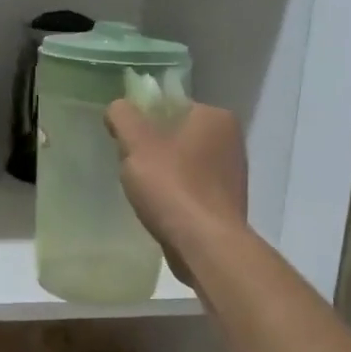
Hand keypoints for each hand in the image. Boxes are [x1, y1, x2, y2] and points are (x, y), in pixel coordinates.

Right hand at [104, 100, 247, 285]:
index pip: (171, 106)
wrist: (205, 246)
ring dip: (163, 173)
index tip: (125, 141)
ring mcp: (232, 174)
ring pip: (184, 163)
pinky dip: (175, 194)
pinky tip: (160, 208)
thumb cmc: (172, 186)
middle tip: (130, 166)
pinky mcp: (227, 203)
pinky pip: (192, 189)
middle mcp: (231, 141)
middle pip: (177, 135)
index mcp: (216, 118)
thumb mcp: (137, 144)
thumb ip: (123, 117)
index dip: (143, 120)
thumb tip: (118, 108)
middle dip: (152, 149)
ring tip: (143, 191)